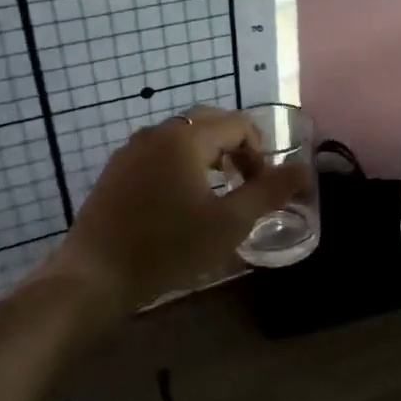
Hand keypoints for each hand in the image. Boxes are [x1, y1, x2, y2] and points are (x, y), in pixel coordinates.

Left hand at [32, 108, 302, 315]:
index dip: (260, 152)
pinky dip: (181, 163)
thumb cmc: (169, 248)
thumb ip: (270, 191)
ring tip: (216, 192)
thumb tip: (304, 169)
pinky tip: (180, 201)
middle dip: (236, 146)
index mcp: (186, 139)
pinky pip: (159, 152)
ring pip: (182, 136)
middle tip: (244, 182)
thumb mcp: (230, 223)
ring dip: (209, 154)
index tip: (261, 187)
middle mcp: (157, 133)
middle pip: (210, 122)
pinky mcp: (116, 170)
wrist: (96, 277)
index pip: (239, 124)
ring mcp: (131, 150)